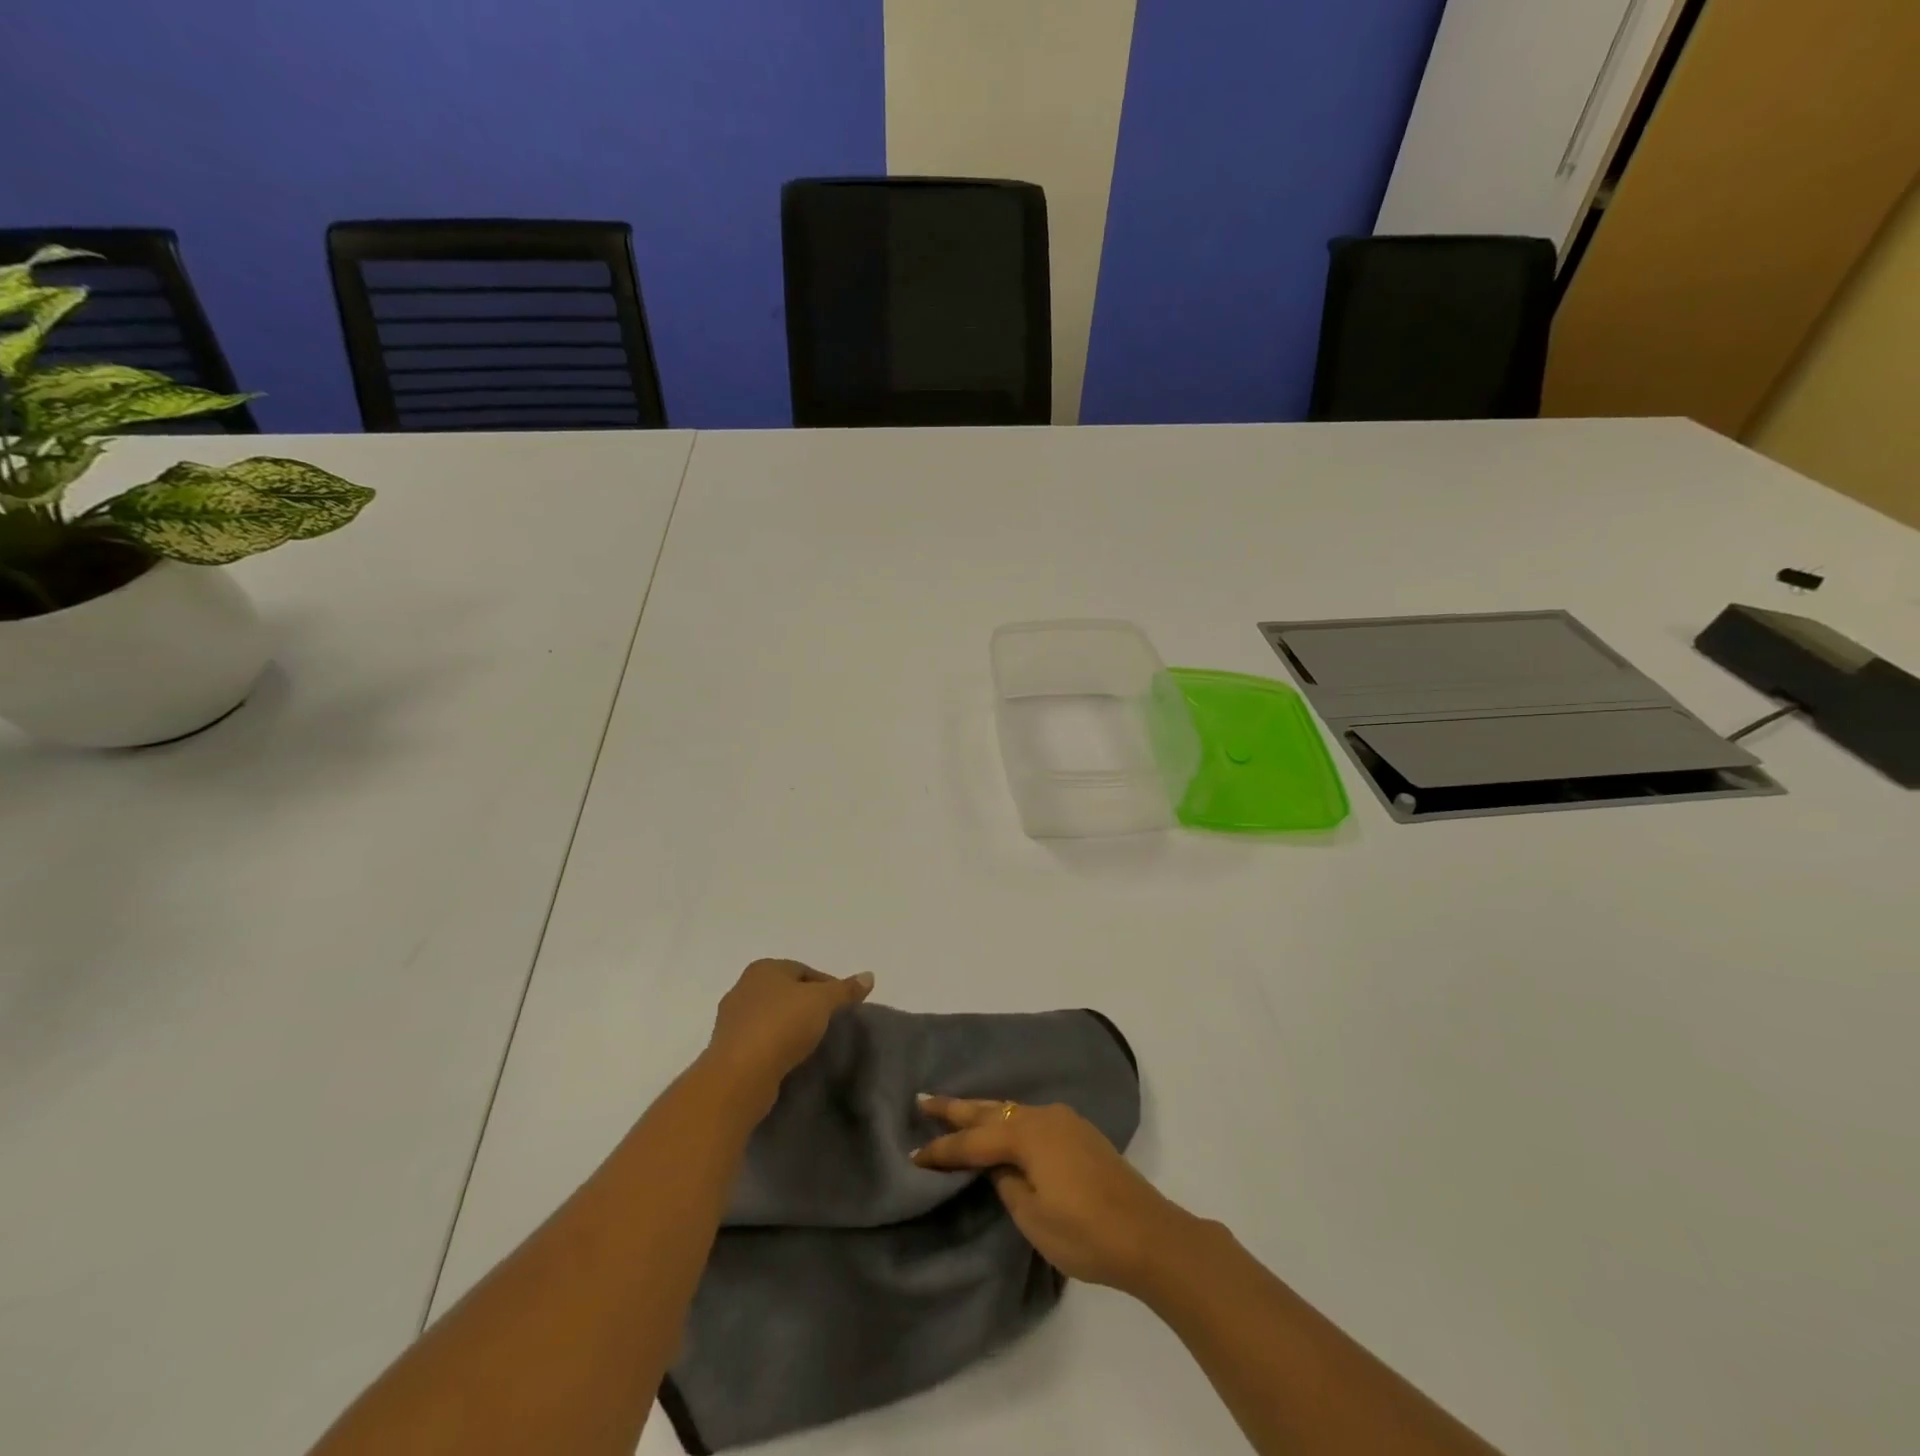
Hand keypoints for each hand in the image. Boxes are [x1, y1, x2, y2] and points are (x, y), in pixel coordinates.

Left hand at [705, 959, 872, 1105]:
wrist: (739, 1075)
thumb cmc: (782, 1025)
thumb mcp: (822, 1002)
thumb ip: (845, 989)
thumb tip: (869, 976)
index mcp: (764, 968)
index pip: (804, 970)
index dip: (828, 986)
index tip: (843, 1007)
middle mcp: (744, 987)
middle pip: (786, 992)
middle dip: (807, 1005)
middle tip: (829, 1024)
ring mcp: (731, 1019)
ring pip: (772, 1017)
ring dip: (790, 1027)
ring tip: (812, 1044)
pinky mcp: (728, 1049)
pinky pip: (760, 1041)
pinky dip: (776, 1046)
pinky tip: (790, 1059)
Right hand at [911, 1096, 1192, 1292]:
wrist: (1149, 1234)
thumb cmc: (1086, 1232)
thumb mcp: (1033, 1217)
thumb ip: (1007, 1185)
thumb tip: (998, 1167)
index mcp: (1028, 1135)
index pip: (973, 1142)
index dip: (942, 1149)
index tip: (913, 1153)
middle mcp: (1043, 1117)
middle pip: (990, 1110)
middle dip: (956, 1108)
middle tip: (923, 1099)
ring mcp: (1065, 1121)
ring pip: (1011, 1111)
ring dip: (983, 1111)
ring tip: (956, 1110)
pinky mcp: (1079, 1133)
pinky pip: (1031, 1118)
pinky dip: (1008, 1120)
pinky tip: (1002, 1126)